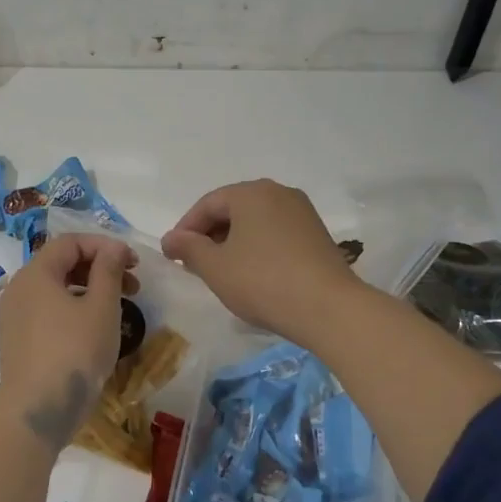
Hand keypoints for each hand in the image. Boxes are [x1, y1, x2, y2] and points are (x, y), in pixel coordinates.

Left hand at [0, 232, 136, 448]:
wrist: (38, 409)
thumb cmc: (74, 352)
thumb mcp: (101, 307)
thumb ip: (108, 271)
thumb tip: (113, 248)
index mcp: (35, 274)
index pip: (70, 243)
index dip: (104, 246)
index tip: (133, 263)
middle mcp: (19, 289)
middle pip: (61, 264)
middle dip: (99, 268)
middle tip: (132, 285)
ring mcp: (14, 317)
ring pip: (55, 289)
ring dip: (88, 290)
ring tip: (118, 308)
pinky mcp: (18, 341)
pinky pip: (47, 312)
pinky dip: (73, 309)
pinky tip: (94, 329)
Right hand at [161, 179, 360, 343]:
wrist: (329, 309)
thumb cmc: (263, 281)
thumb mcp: (215, 267)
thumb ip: (189, 248)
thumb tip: (171, 238)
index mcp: (251, 192)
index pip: (208, 204)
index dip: (186, 229)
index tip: (174, 255)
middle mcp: (279, 193)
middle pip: (233, 209)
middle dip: (210, 235)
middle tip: (195, 264)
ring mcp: (302, 213)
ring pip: (255, 222)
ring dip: (233, 242)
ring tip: (221, 271)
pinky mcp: (317, 235)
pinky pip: (276, 233)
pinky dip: (257, 247)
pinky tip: (252, 274)